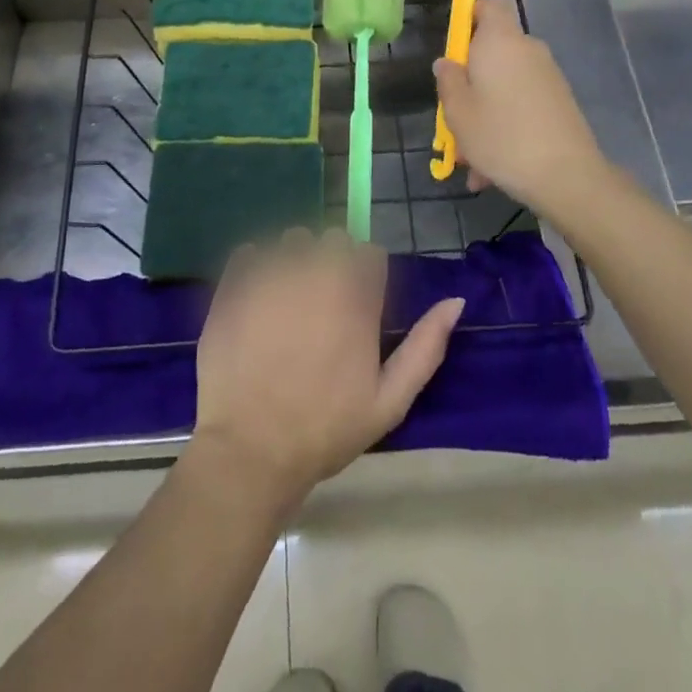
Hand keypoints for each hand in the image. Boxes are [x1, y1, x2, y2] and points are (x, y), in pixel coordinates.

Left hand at [191, 229, 464, 509]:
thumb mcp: (389, 401)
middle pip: (332, 240)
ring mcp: (272, 275)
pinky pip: (250, 251)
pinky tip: (256, 300)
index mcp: (356, 298)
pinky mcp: (235, 283)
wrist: (250, 451)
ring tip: (285, 302)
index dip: (365, 276)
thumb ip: (425, 347)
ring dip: (294, 260)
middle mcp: (317, 274)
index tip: (356, 305)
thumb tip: (456, 301)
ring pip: (292, 240)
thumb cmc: (325, 430)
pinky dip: (255, 266)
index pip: (369, 253)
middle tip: (320, 306)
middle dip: (331, 263)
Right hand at [433, 0, 610, 217]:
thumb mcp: (458, 111)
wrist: (567, 175)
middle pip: (492, 52)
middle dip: (470, 83)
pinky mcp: (559, 102)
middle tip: (452, 118)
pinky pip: (522, 105)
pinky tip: (492, 170)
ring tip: (470, 160)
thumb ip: (448, 81)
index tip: (453, 48)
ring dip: (484, 114)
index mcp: (500, 41)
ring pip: (504, 87)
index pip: (489, 5)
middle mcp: (527, 50)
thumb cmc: (501, 135)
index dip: (469, 17)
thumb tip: (448, 62)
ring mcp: (547, 77)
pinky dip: (505, 127)